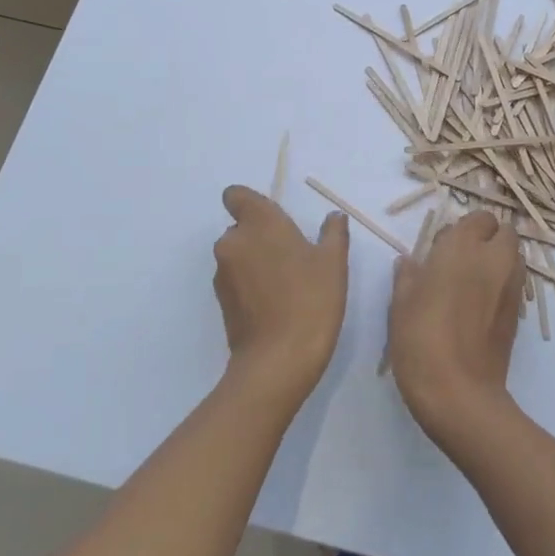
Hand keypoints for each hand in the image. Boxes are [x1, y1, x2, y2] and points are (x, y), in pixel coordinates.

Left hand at [212, 186, 349, 401]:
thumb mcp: (333, 262)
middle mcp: (233, 241)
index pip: (236, 196)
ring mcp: (223, 272)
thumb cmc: (311, 299)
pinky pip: (236, 280)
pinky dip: (250, 284)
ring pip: (238, 254)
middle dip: (261, 236)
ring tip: (286, 284)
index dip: (250, 203)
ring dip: (256, 261)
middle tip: (293, 257)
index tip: (275, 220)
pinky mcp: (221, 300)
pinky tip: (275, 304)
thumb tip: (334, 217)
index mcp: (259, 222)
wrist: (279, 359)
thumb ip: (333, 233)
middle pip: (241, 227)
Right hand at [387, 210, 524, 442]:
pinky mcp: (518, 314)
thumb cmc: (421, 339)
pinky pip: (514, 284)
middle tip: (460, 260)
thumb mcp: (400, 304)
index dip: (464, 228)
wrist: (458, 392)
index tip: (443, 246)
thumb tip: (410, 262)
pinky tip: (478, 307)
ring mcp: (511, 287)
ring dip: (498, 260)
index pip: (479, 218)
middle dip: (488, 239)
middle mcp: (494, 260)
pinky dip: (502, 284)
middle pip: (505, 233)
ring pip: (514, 257)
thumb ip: (408, 276)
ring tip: (471, 282)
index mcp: (463, 248)